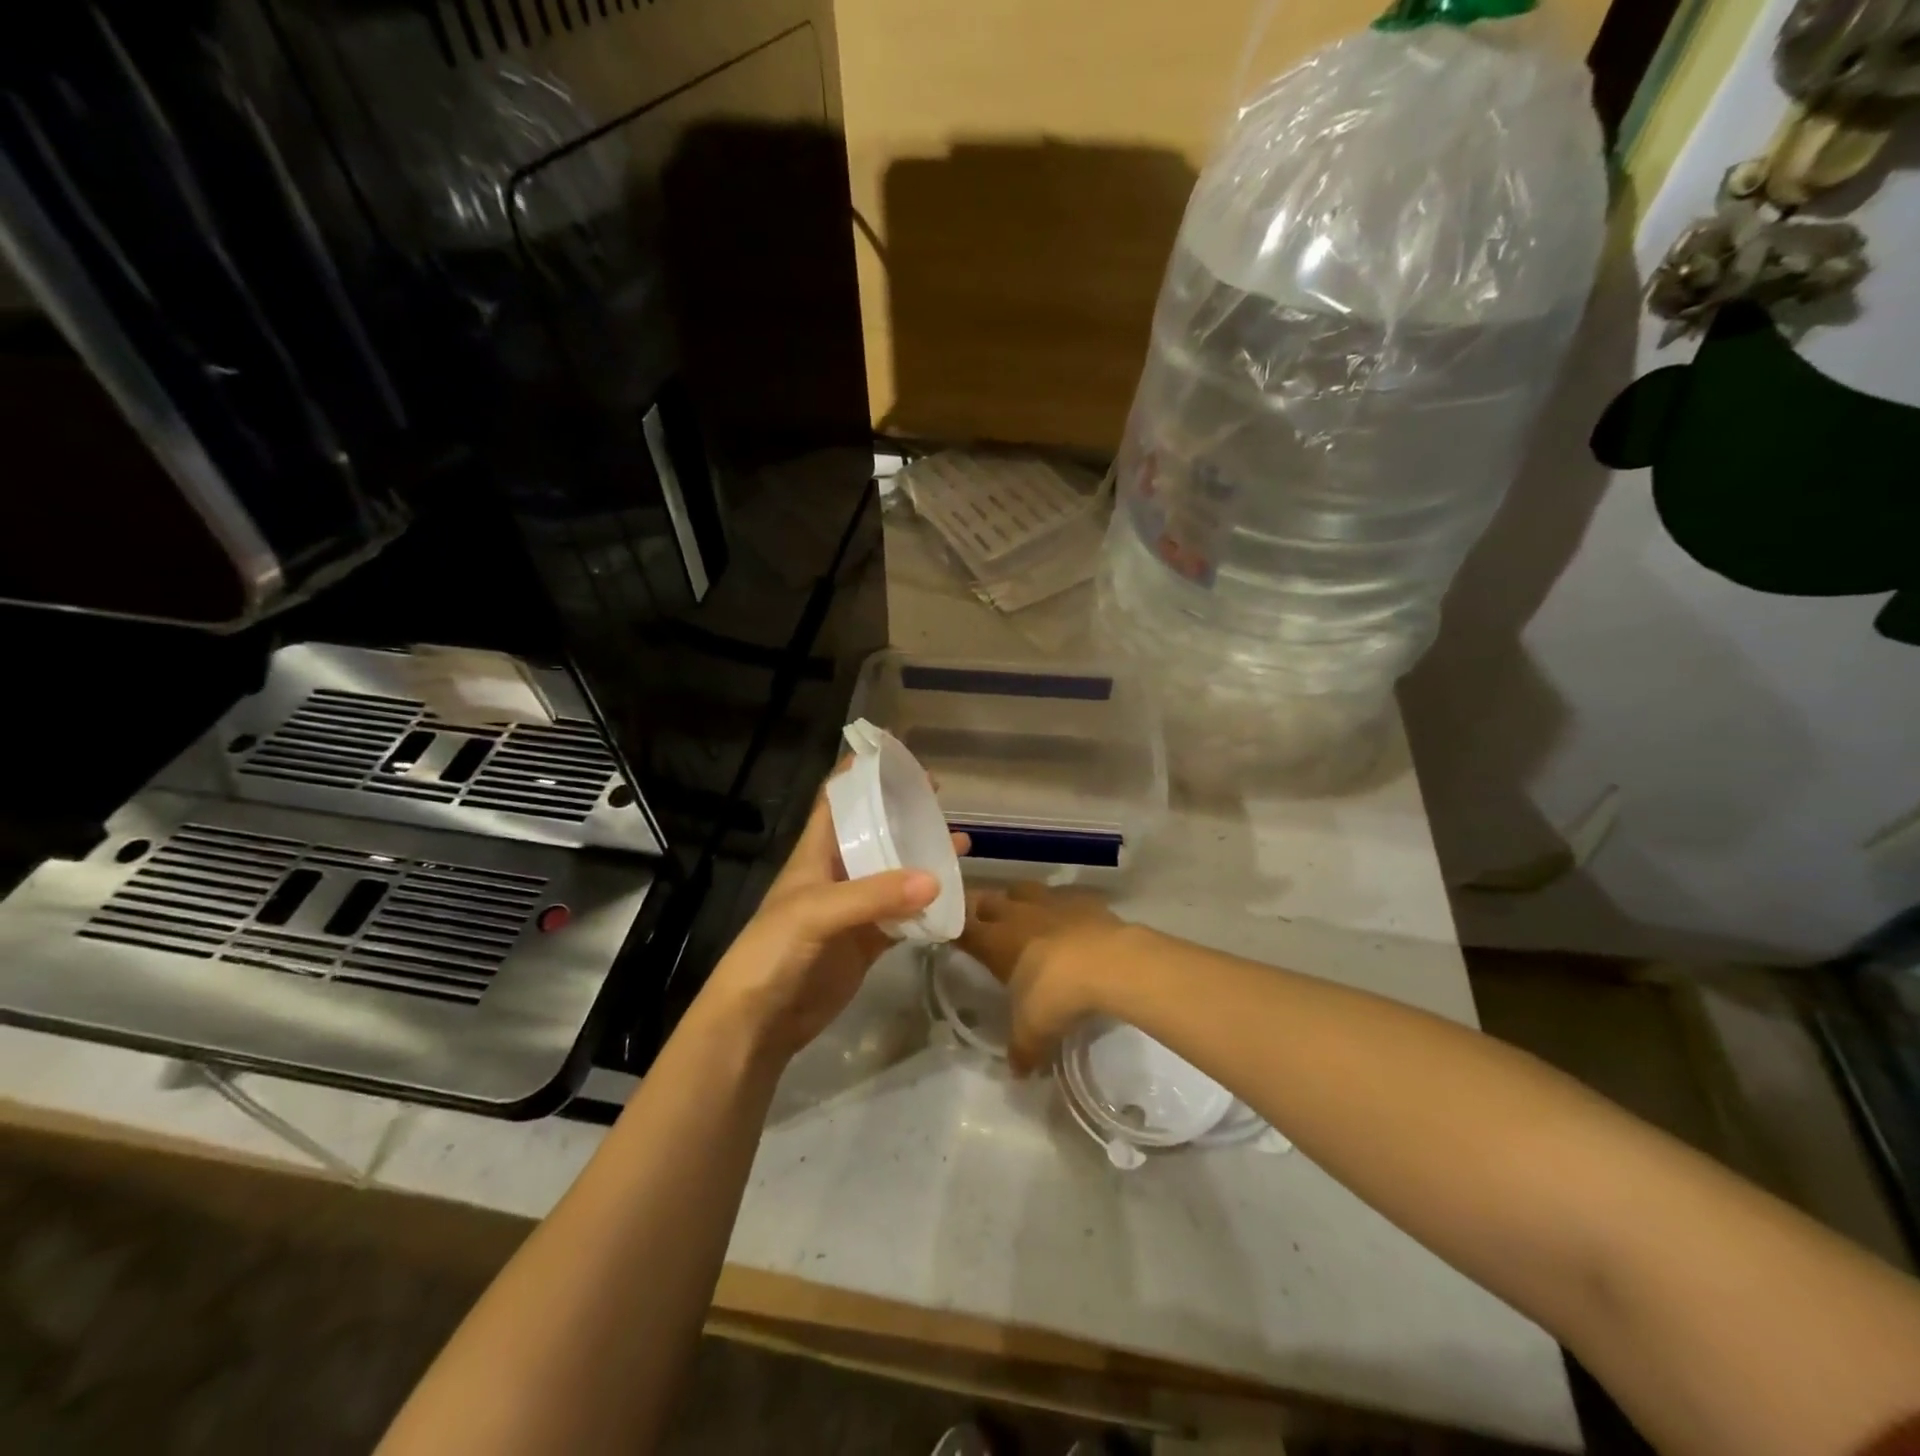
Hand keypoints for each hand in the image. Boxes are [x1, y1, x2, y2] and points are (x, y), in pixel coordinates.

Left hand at [692, 781, 963, 1065]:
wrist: (758, 1022)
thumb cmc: (773, 952)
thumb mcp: (816, 913)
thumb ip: (873, 895)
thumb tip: (935, 879)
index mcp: (816, 853)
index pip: (837, 800)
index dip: (862, 774)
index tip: (899, 758)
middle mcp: (836, 874)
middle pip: (875, 833)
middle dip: (905, 814)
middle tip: (942, 800)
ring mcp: (853, 909)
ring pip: (894, 875)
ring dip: (923, 860)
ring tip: (961, 846)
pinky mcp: (867, 942)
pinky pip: (903, 917)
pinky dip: (927, 907)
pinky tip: (953, 898)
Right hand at [959, 883, 1130, 1074]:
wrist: (1110, 963)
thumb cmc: (1058, 994)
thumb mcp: (1034, 1031)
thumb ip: (1022, 1050)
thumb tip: (1018, 1072)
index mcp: (996, 941)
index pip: (963, 929)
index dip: (956, 931)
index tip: (953, 938)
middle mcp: (1018, 914)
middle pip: (989, 900)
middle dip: (984, 910)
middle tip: (986, 926)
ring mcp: (1051, 901)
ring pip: (1023, 889)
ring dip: (1019, 900)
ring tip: (1026, 917)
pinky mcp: (1083, 898)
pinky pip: (1064, 896)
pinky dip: (1061, 906)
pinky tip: (1069, 921)